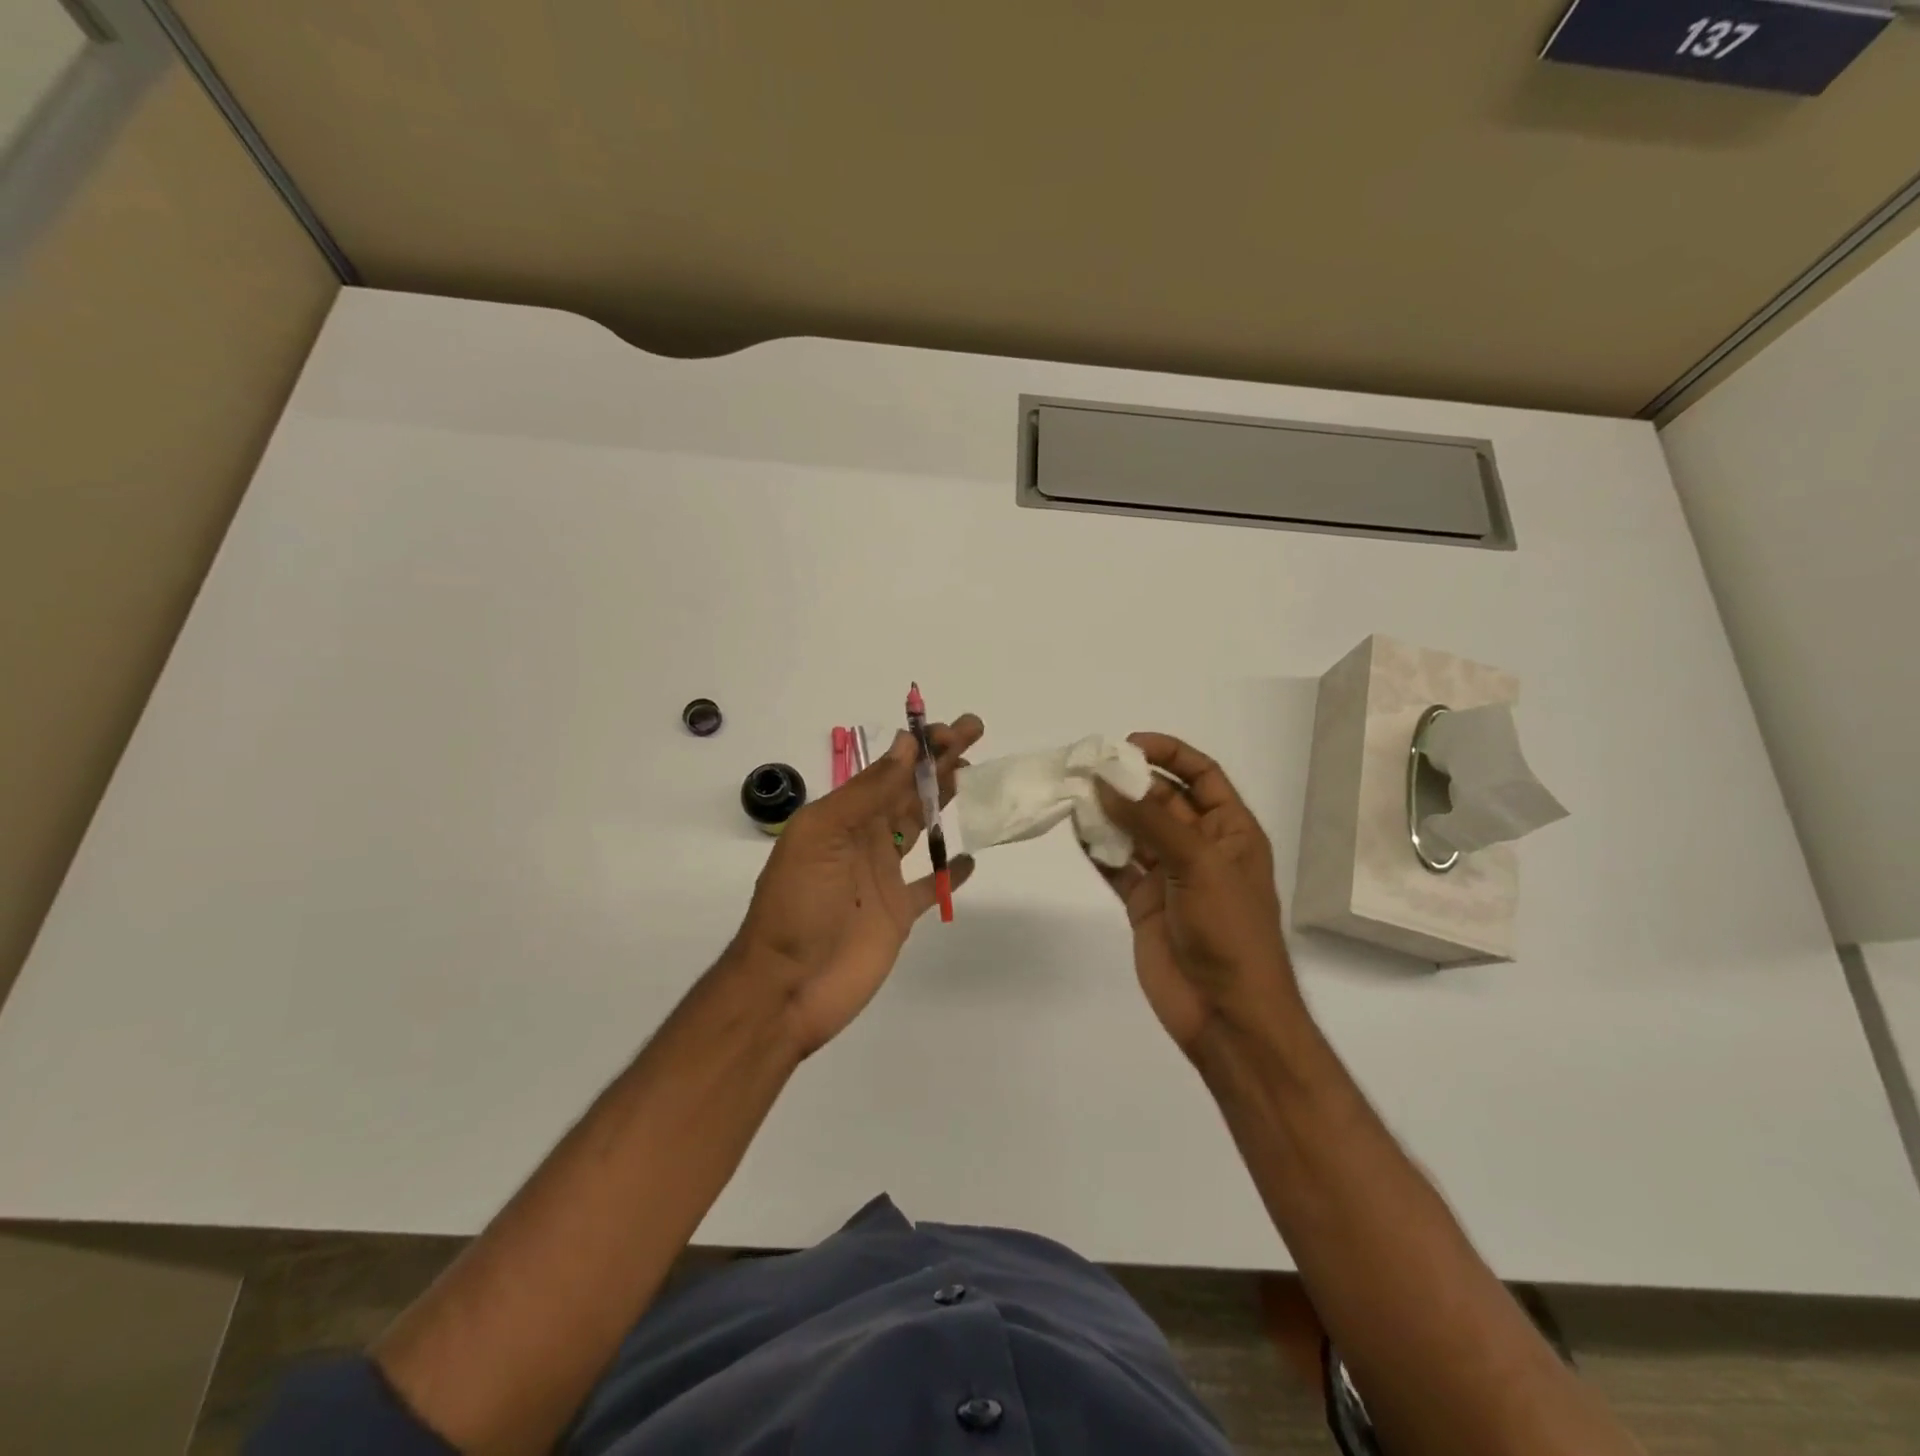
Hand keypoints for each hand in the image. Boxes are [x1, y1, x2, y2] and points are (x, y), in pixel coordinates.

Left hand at [729, 715, 982, 1055]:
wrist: (786, 988)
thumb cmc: (798, 906)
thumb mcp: (822, 837)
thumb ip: (866, 794)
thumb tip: (906, 746)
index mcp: (842, 817)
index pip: (889, 771)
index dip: (920, 748)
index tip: (954, 730)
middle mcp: (864, 839)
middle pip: (909, 791)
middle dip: (939, 762)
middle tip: (974, 733)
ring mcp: (882, 877)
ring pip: (921, 828)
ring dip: (945, 801)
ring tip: (976, 777)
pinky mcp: (898, 914)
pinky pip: (929, 886)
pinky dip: (949, 873)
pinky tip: (968, 858)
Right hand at [1088, 733, 1300, 1053]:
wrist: (1225, 1013)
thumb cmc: (1228, 931)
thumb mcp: (1199, 864)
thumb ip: (1150, 821)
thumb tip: (1104, 781)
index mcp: (1231, 831)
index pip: (1202, 776)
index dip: (1170, 754)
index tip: (1128, 743)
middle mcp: (1200, 847)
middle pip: (1162, 800)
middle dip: (1129, 782)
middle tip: (1087, 767)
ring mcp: (1170, 876)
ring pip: (1135, 831)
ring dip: (1108, 813)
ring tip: (1073, 793)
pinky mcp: (1143, 903)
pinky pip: (1117, 866)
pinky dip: (1097, 849)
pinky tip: (1075, 831)